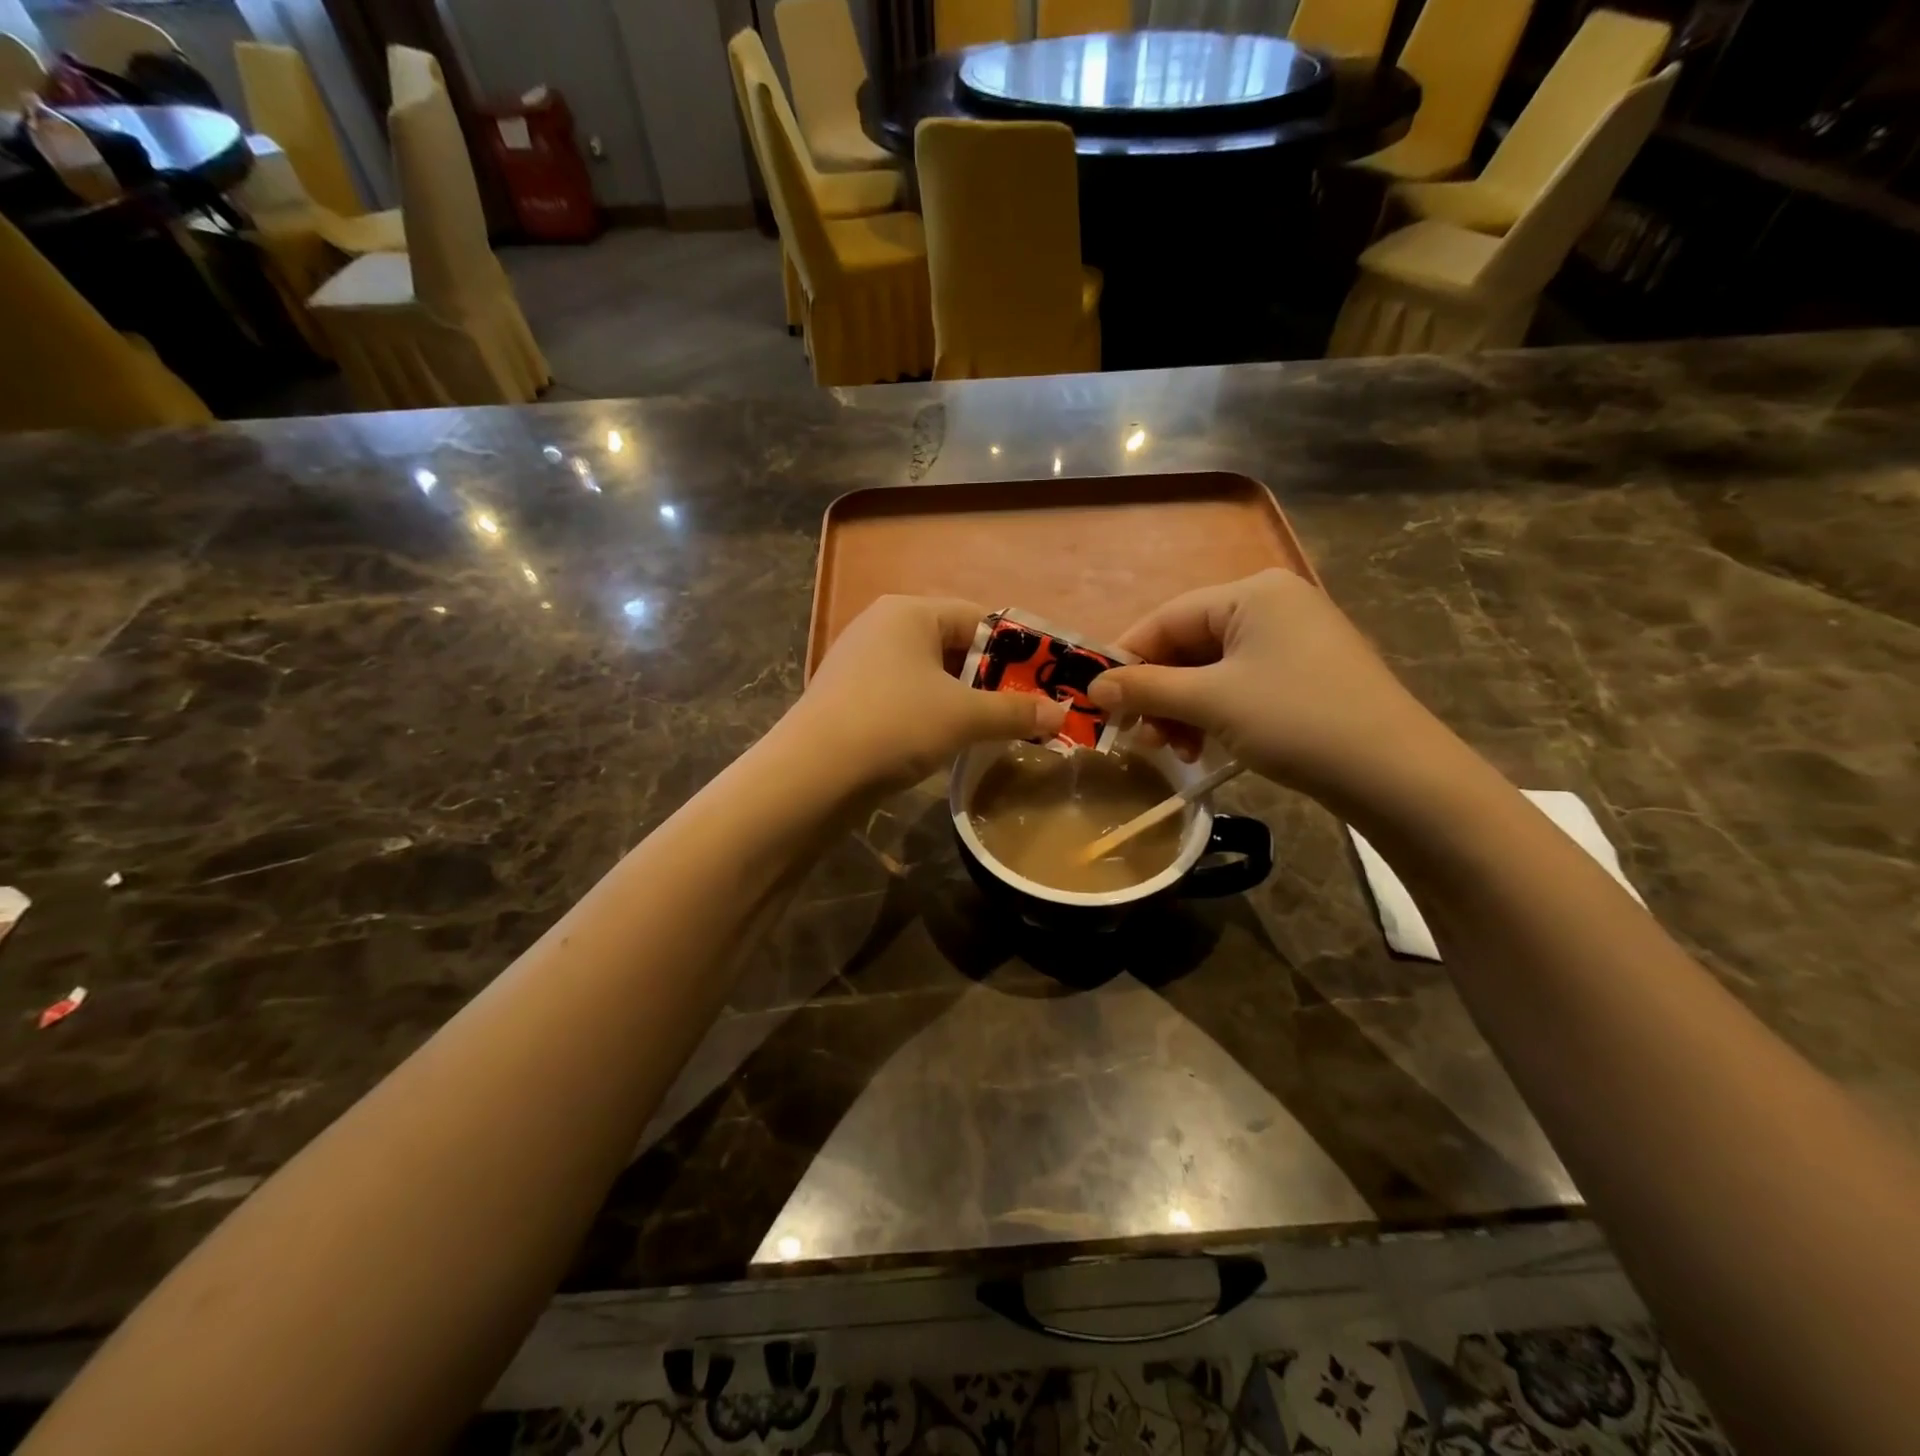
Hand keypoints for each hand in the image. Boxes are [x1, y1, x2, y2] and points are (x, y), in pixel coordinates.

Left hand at [788, 596, 1068, 793]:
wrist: (813, 774)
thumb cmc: (896, 724)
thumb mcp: (964, 717)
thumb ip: (1014, 713)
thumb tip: (1062, 716)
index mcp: (909, 612)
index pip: (977, 617)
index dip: (1015, 649)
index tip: (1041, 682)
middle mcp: (881, 626)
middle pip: (952, 645)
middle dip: (989, 678)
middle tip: (1022, 710)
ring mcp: (858, 662)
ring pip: (927, 674)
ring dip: (961, 699)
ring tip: (991, 729)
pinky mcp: (847, 697)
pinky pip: (903, 696)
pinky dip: (929, 713)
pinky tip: (945, 741)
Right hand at [1087, 569, 1447, 802]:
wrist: (1396, 772)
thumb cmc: (1296, 720)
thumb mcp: (1212, 702)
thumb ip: (1147, 689)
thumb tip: (1093, 688)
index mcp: (1250, 593)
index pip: (1166, 618)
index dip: (1126, 659)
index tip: (1097, 700)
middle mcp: (1272, 604)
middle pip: (1188, 644)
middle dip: (1157, 692)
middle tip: (1137, 735)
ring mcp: (1293, 639)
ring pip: (1211, 669)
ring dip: (1181, 709)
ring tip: (1170, 749)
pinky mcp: (1305, 673)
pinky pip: (1239, 684)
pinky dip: (1213, 713)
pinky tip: (1203, 747)